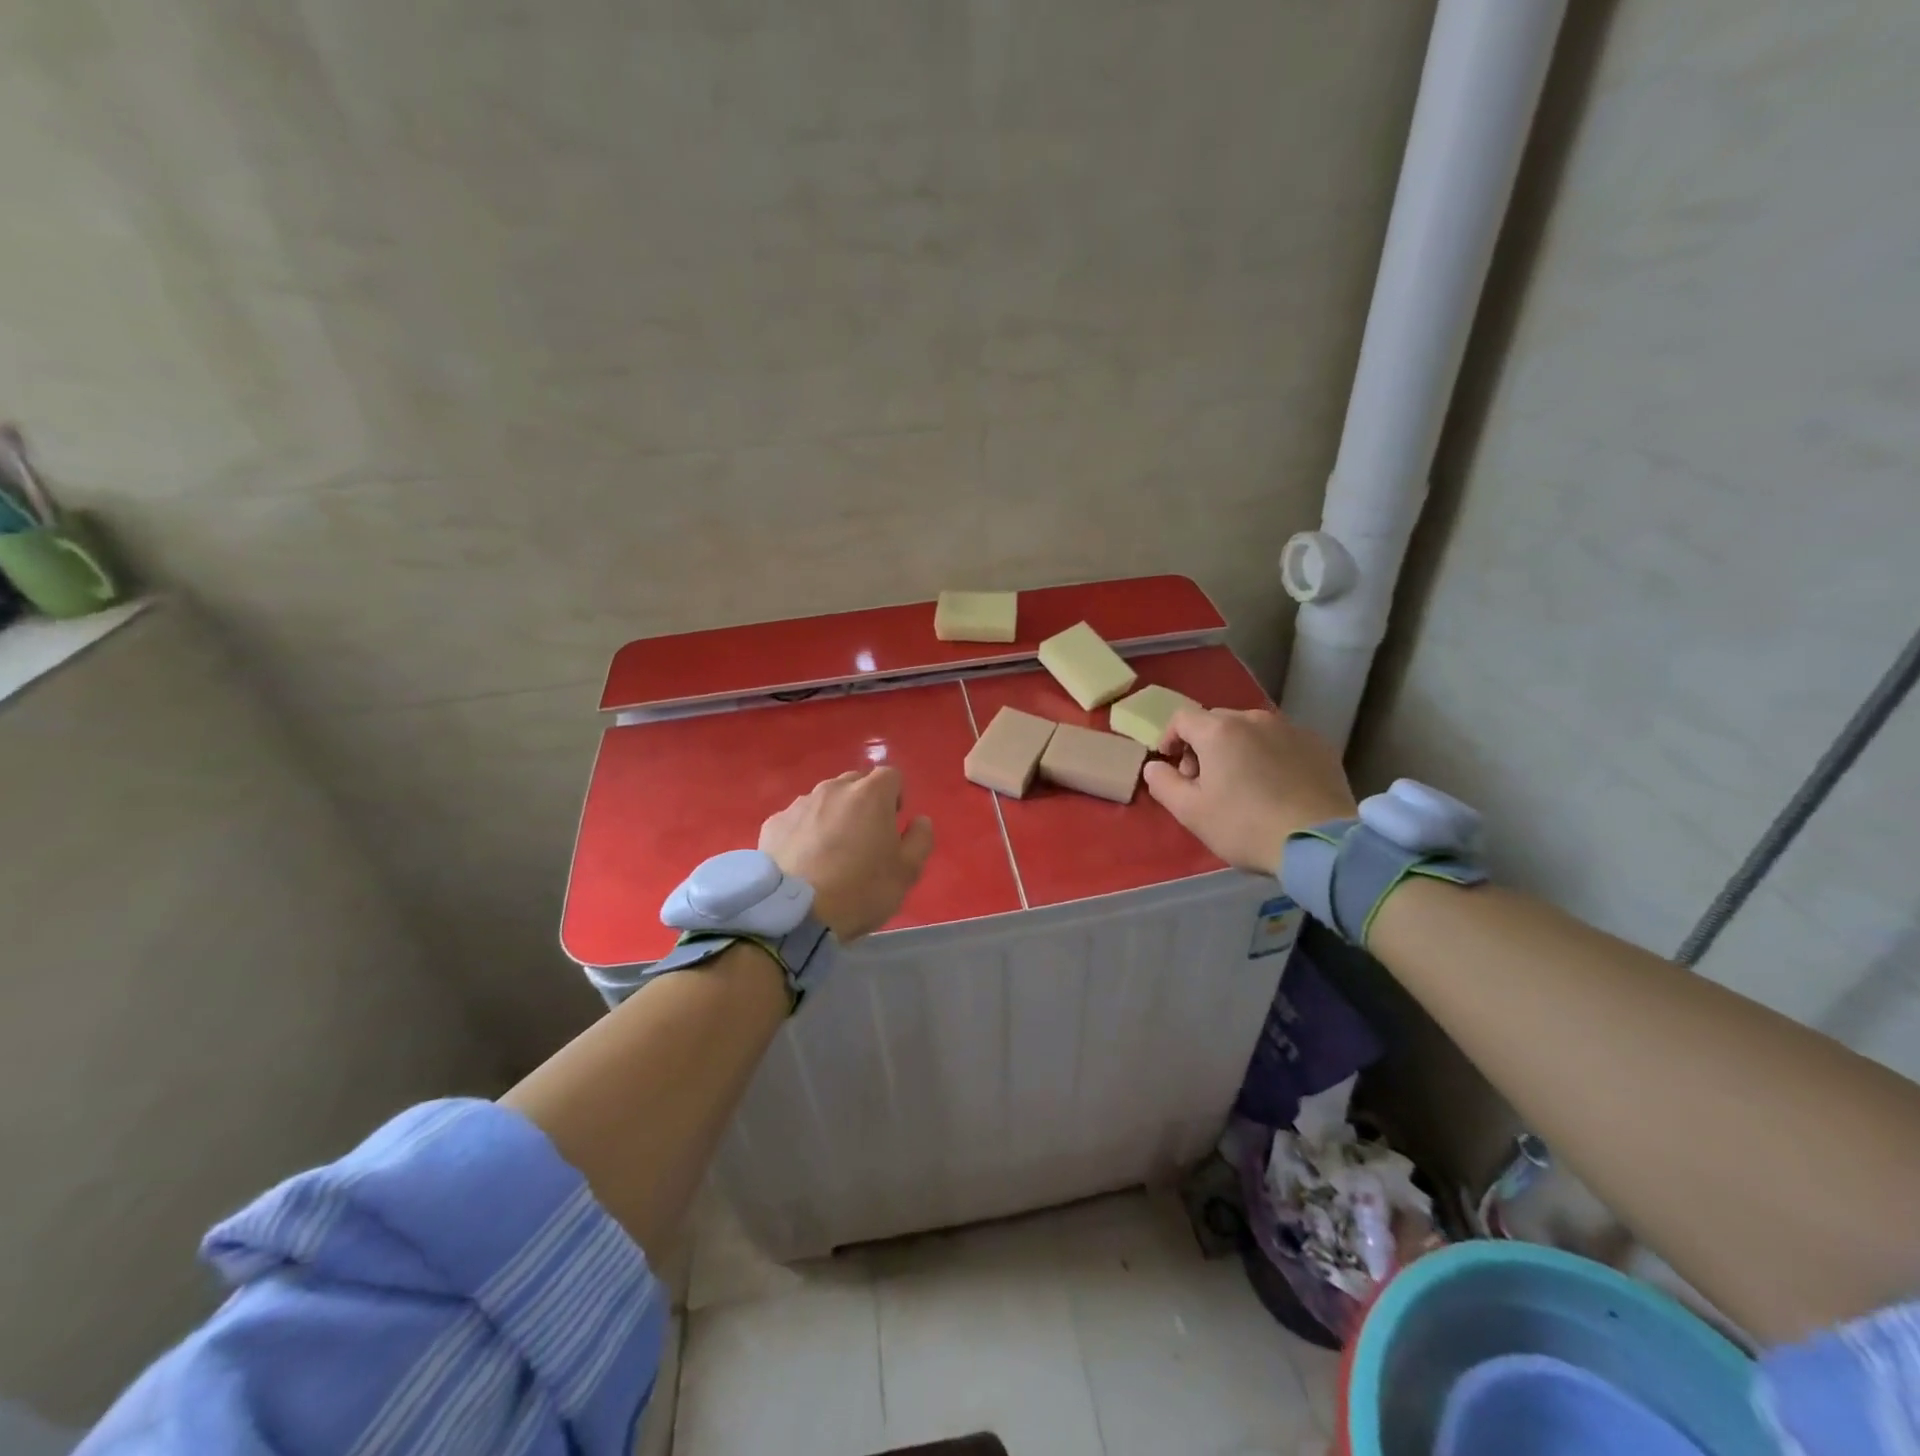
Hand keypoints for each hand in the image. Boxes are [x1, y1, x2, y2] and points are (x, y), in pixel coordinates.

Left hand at [758, 767, 934, 940]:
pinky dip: (805, 831)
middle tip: (864, 839)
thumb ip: (920, 840)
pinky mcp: (773, 823)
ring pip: (825, 800)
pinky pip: (798, 819)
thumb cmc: (860, 891)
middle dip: (864, 803)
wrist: (795, 915)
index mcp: (870, 794)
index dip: (896, 797)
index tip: (892, 824)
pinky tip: (804, 861)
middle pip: (856, 783)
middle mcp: (833, 789)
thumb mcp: (906, 872)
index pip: (891, 775)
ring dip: (833, 815)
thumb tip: (920, 821)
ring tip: (831, 852)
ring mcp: (800, 804)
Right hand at [1143, 708, 1357, 874]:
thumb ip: (1163, 784)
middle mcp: (1254, 719)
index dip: (1170, 738)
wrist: (1318, 842)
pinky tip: (1275, 786)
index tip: (1172, 766)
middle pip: (1217, 721)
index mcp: (1218, 731)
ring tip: (1242, 784)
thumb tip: (1154, 766)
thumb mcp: (1190, 812)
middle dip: (1203, 745)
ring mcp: (1291, 729)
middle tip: (1205, 781)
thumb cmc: (1244, 826)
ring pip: (1251, 730)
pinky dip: (1270, 755)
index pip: (1182, 718)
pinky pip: (1282, 741)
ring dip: (1237, 749)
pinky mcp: (1319, 745)